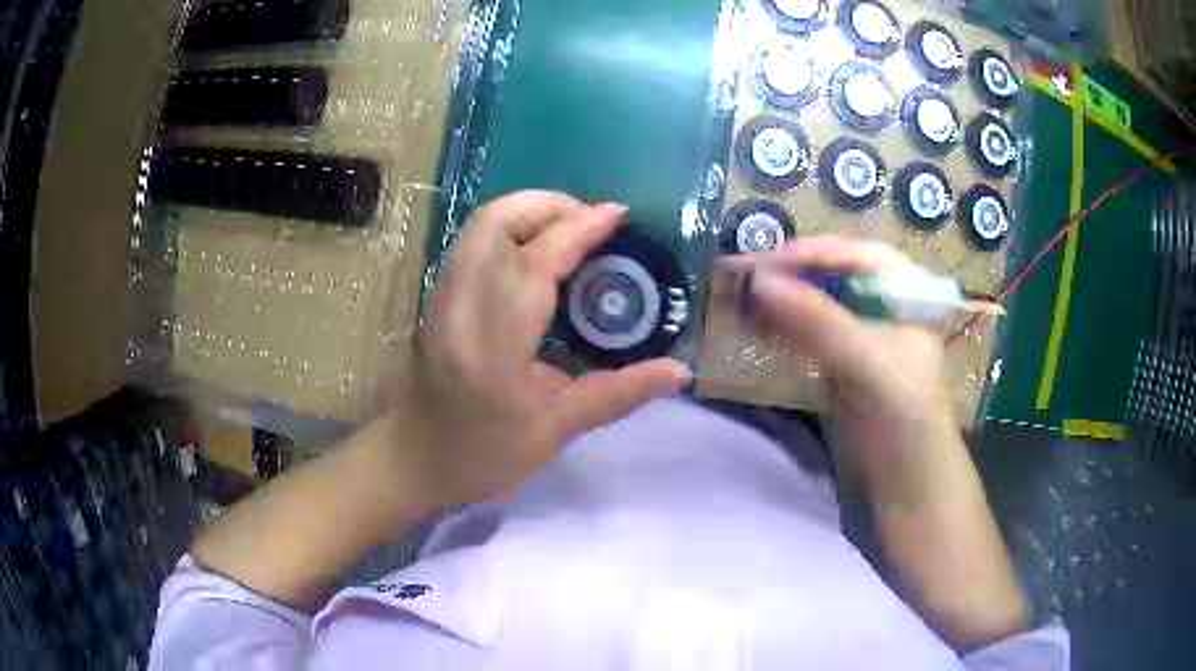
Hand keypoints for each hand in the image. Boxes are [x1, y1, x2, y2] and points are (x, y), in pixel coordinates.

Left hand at [396, 191, 689, 508]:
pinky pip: (472, 243)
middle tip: (591, 221)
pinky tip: (536, 250)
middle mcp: (459, 311)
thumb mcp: (557, 431)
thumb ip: (620, 394)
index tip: (616, 215)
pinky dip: (508, 230)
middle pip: (494, 223)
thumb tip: (680, 371)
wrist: (416, 460)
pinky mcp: (436, 298)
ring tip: (569, 229)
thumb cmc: (485, 455)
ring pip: (478, 227)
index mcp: (493, 349)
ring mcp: (441, 300)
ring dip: (526, 213)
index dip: (577, 229)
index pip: (533, 264)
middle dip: (547, 205)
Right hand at [723, 236, 955, 502]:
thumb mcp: (866, 359)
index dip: (814, 252)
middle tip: (746, 277)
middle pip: (834, 277)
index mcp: (904, 293)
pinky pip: (811, 336)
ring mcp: (863, 337)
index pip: (857, 255)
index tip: (769, 261)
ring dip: (783, 302)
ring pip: (818, 305)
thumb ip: (816, 318)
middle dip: (792, 275)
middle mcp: (883, 306)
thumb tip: (759, 281)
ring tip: (742, 300)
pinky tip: (757, 326)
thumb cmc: (903, 411)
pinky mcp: (844, 365)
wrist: (907, 478)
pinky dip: (785, 330)